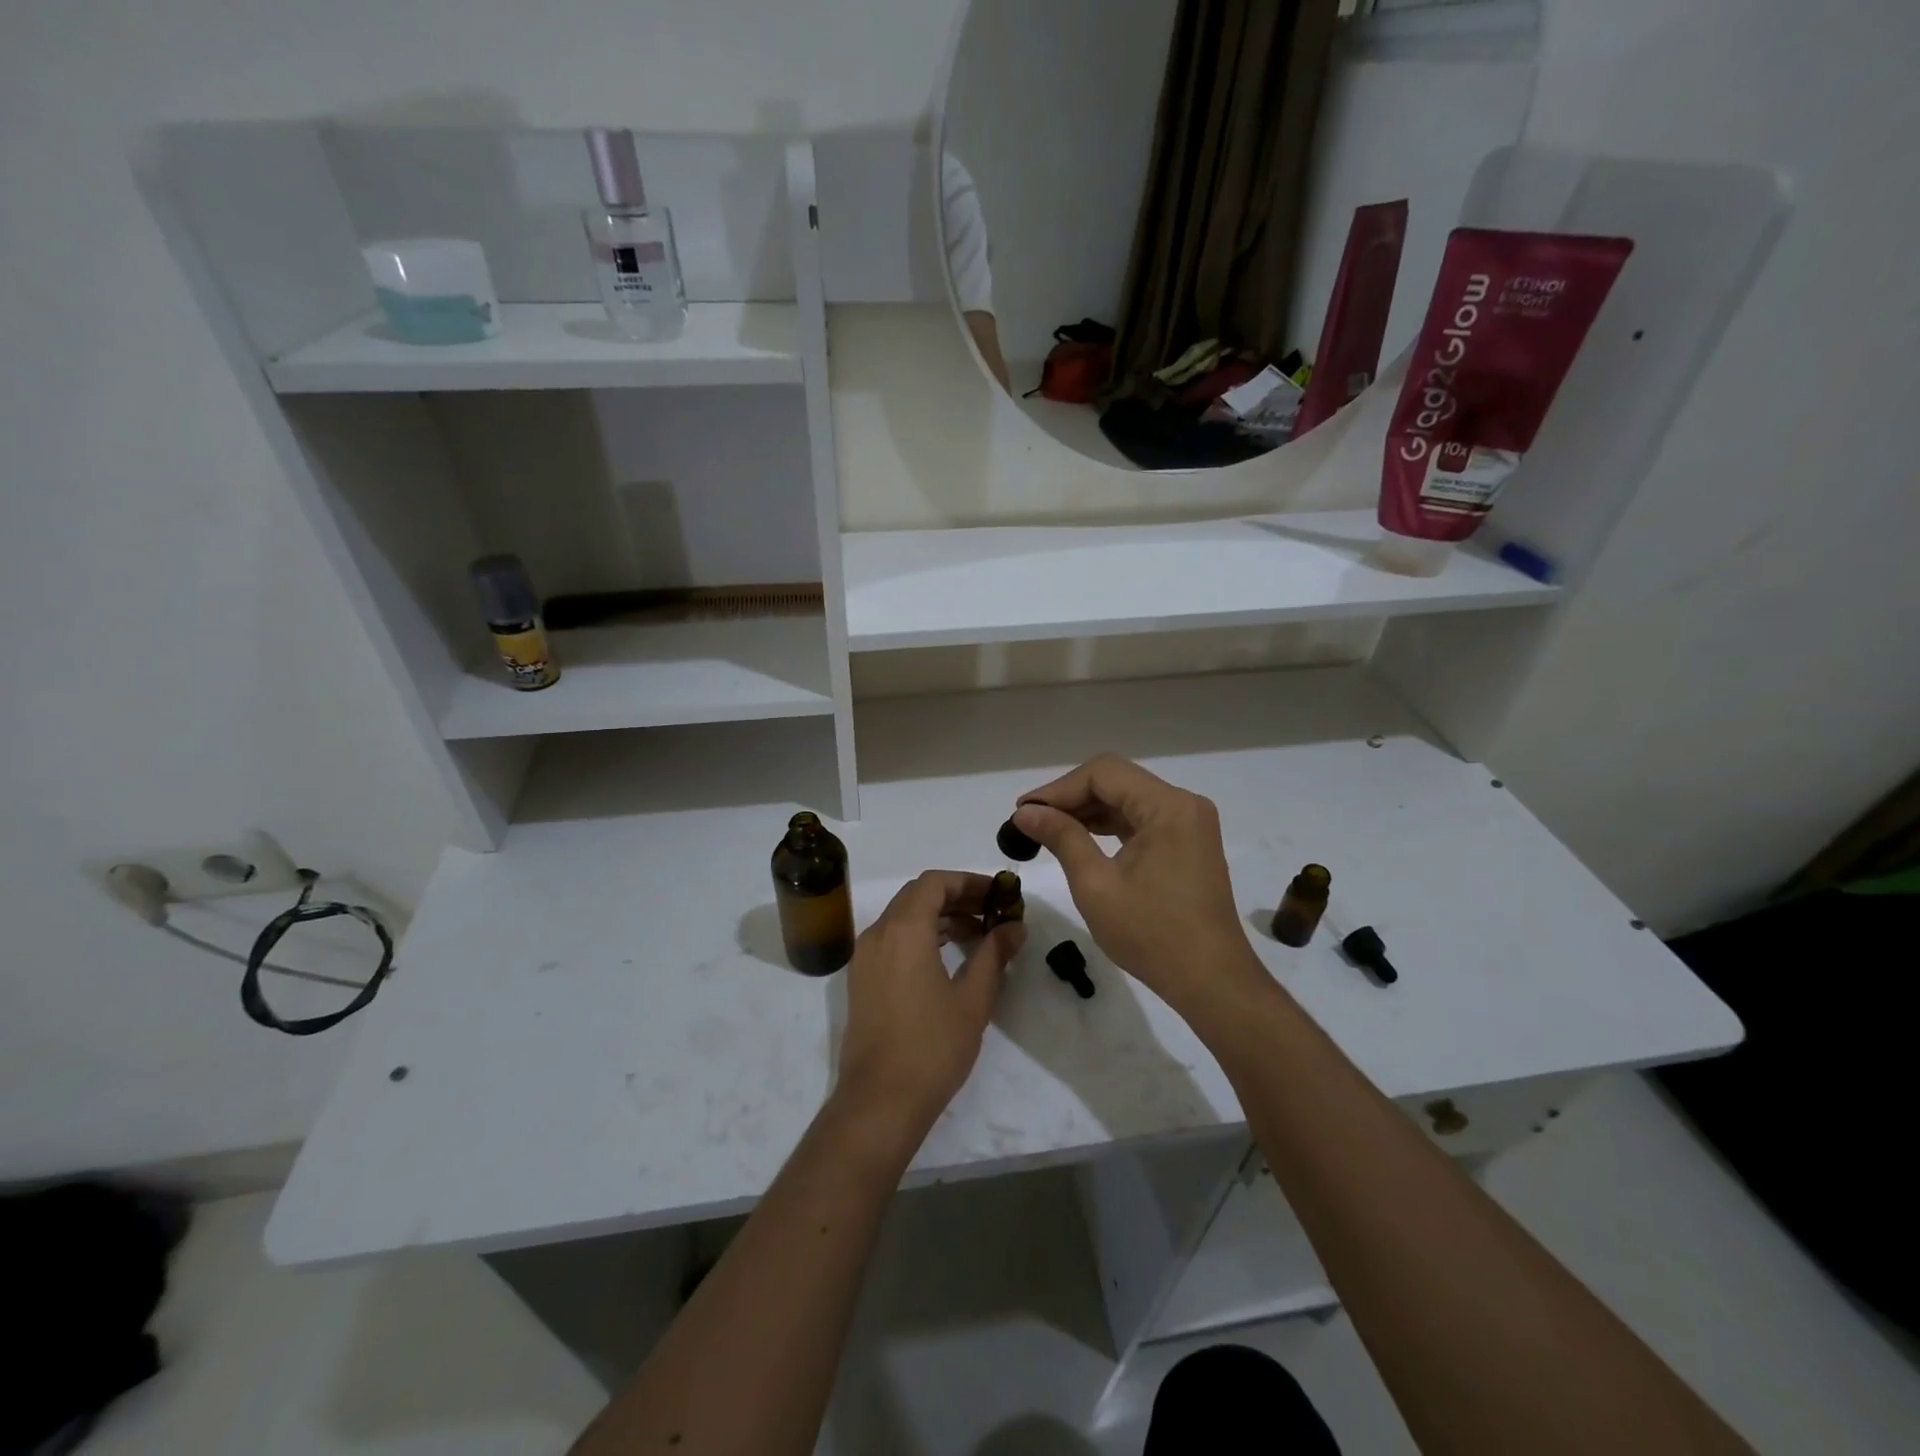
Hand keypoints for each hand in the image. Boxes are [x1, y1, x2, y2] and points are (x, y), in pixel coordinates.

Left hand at [835, 871, 1024, 1139]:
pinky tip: (949, 956)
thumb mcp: (973, 998)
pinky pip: (893, 939)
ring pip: (904, 917)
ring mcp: (865, 956)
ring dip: (939, 916)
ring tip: (978, 934)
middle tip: (993, 912)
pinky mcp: (862, 978)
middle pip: (917, 895)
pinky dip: (921, 935)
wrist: (879, 1101)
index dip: (969, 882)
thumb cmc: (932, 1047)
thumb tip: (1014, 926)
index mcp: (904, 930)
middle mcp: (878, 933)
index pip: (935, 882)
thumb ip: (994, 954)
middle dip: (957, 897)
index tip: (999, 894)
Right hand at [1012, 755, 1264, 1018]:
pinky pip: (1141, 820)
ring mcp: (1189, 823)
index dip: (1058, 788)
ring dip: (1087, 811)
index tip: (1023, 812)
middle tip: (1029, 822)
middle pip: (1117, 781)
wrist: (1211, 982)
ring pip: (1127, 799)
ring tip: (1046, 830)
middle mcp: (1184, 804)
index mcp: (1168, 807)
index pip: (1103, 774)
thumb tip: (1025, 813)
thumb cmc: (1152, 935)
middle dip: (1070, 798)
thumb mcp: (1096, 885)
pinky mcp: (1187, 843)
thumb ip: (1061, 838)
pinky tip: (1079, 839)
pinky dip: (1109, 826)